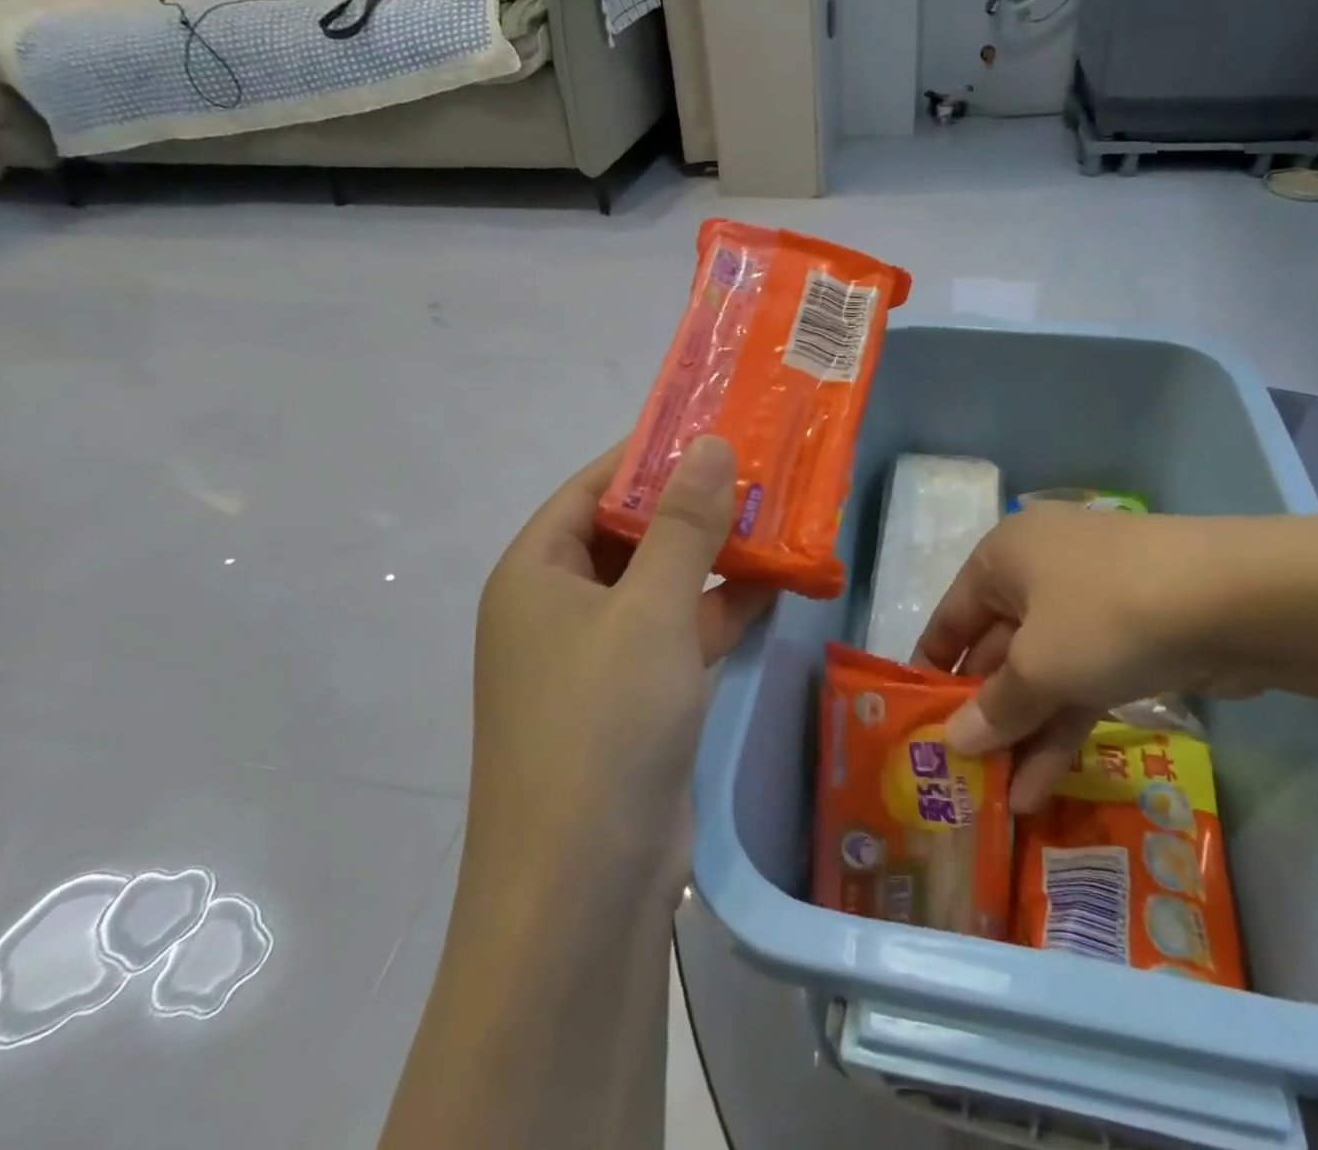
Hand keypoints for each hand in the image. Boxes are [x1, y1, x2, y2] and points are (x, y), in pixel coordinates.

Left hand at [468, 436, 776, 901]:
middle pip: (631, 534)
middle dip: (694, 507)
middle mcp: (558, 607)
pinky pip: (678, 632)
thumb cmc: (603, 723)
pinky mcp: (634, 698)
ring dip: (715, 558)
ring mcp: (596, 656)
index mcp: (537, 573)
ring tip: (780, 519)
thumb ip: (684, 525)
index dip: (651, 455)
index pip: (594, 488)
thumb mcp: (650, 610)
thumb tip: (709, 443)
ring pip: (661, 584)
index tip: (714, 428)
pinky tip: (777, 585)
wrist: (584, 889)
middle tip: (761, 472)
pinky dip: (721, 610)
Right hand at [916, 506, 1256, 810]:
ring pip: (1042, 672)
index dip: (932, 671)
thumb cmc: (1106, 616)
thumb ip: (994, 708)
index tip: (917, 725)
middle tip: (963, 774)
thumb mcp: (1039, 667)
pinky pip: (1081, 681)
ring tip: (1000, 797)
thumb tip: (953, 743)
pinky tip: (1043, 783)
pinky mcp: (1130, 636)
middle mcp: (1038, 574)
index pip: (950, 619)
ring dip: (1024, 732)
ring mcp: (1088, 605)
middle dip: (985, 713)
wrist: (1238, 598)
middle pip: (996, 649)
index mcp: (1002, 558)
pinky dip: (1064, 725)